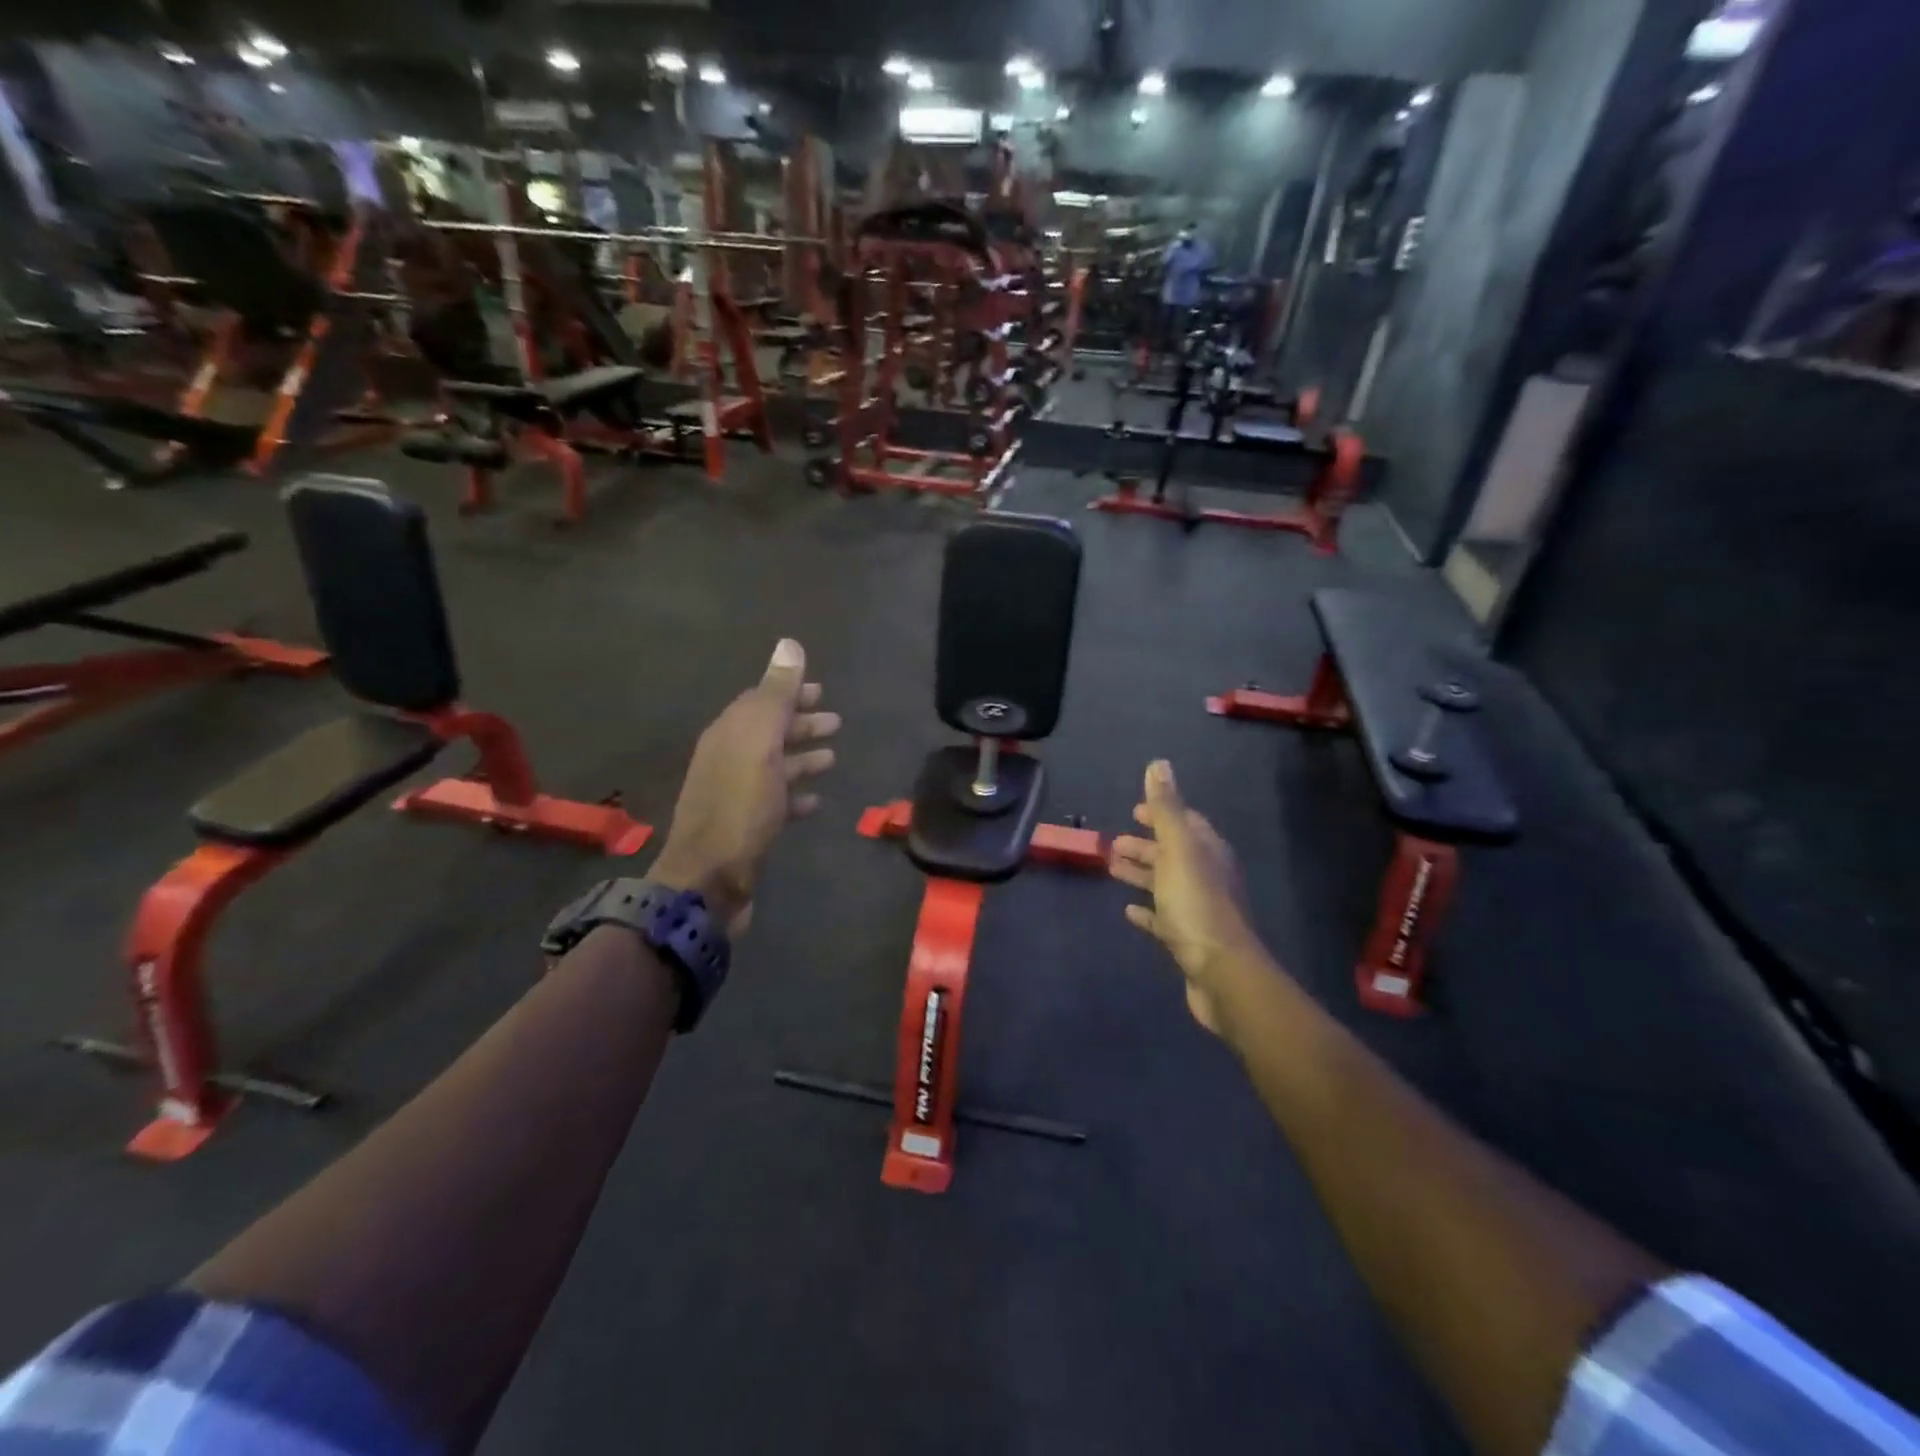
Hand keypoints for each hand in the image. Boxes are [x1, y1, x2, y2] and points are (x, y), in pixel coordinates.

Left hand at [650, 640, 838, 934]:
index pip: (761, 700)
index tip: (821, 689)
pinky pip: (776, 800)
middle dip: (800, 723)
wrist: (710, 877)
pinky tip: (815, 799)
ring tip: (833, 757)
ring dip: (802, 757)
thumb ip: (776, 695)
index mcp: (729, 733)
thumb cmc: (740, 806)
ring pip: (774, 765)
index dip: (790, 692)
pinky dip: (796, 794)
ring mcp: (736, 794)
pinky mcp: (746, 826)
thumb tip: (789, 644)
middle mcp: (728, 758)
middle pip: (769, 731)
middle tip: (836, 722)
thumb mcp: (760, 743)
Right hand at [1110, 760, 1258, 1035]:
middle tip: (1113, 843)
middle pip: (1173, 853)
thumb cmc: (1196, 904)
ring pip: (1166, 883)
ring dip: (1141, 874)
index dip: (1161, 814)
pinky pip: (1163, 918)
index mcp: (1207, 852)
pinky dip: (1146, 911)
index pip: (1186, 822)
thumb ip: (1166, 808)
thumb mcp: (1178, 849)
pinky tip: (1128, 910)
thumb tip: (1159, 764)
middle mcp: (1207, 876)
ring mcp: (1199, 909)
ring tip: (1111, 868)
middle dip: (1146, 845)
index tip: (1134, 810)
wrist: (1220, 972)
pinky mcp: (1188, 939)